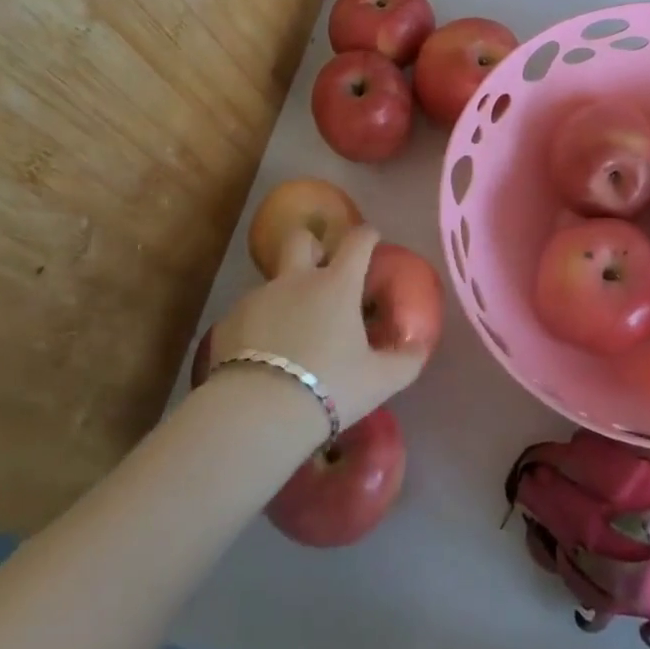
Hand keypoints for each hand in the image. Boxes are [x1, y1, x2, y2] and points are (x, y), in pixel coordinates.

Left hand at [209, 226, 424, 430]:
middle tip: (320, 267)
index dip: (367, 235)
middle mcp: (296, 280)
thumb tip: (421, 346)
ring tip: (292, 331)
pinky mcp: (229, 322)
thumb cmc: (329, 386)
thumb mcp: (380, 380)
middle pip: (300, 238)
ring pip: (273, 281)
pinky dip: (259, 325)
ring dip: (286, 295)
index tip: (372, 239)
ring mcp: (259, 298)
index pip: (357, 241)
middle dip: (311, 243)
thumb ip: (406, 360)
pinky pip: (249, 314)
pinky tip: (263, 356)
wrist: (256, 413)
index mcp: (337, 284)